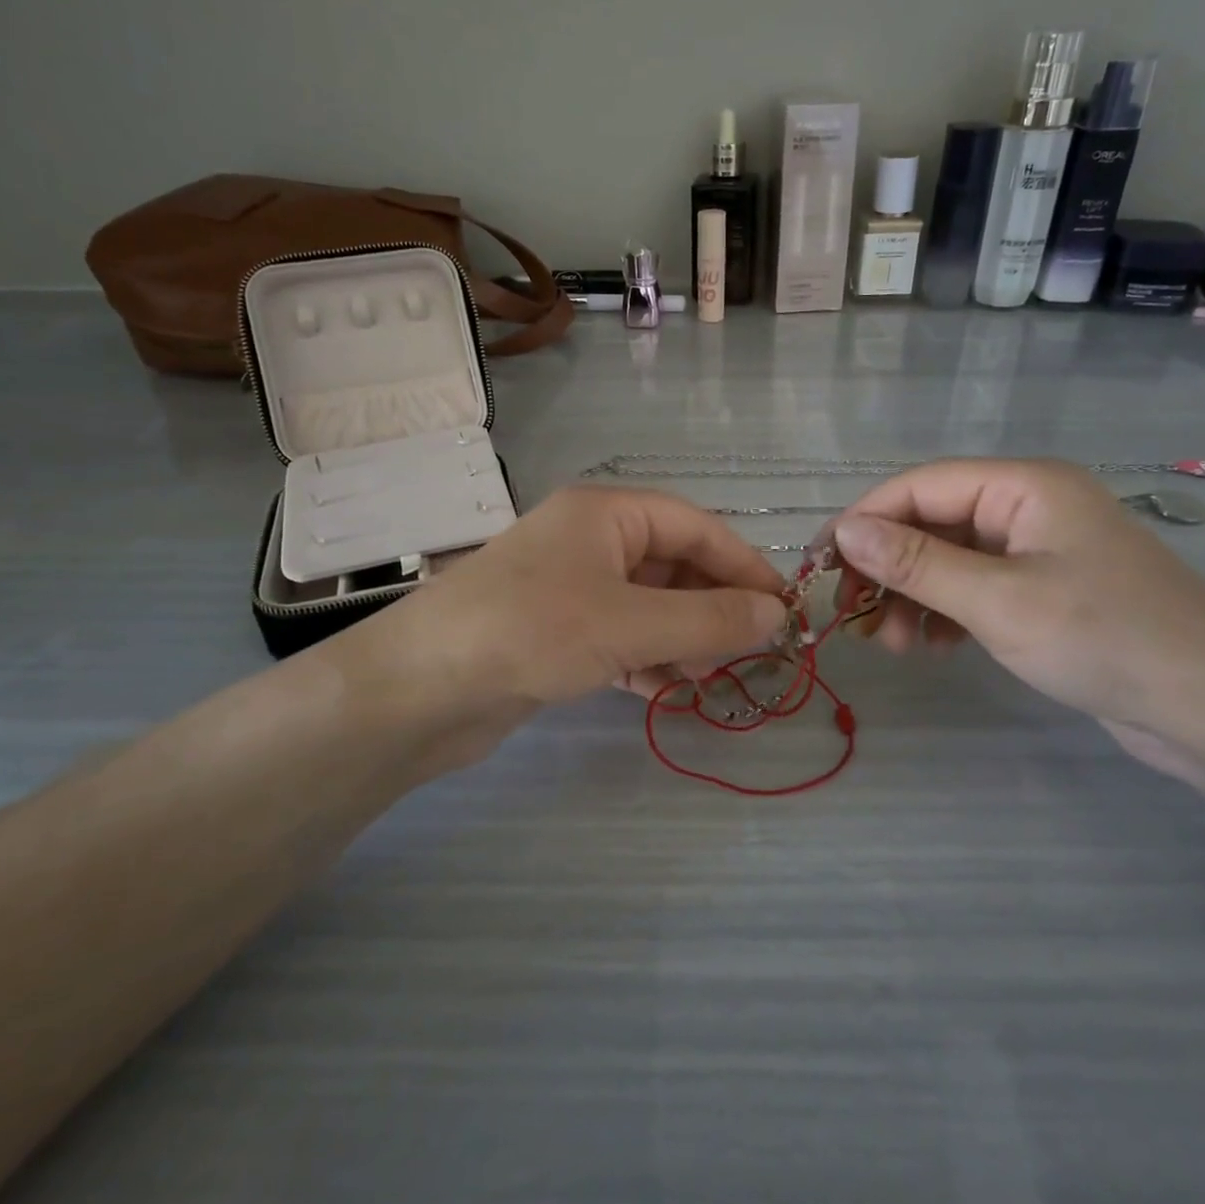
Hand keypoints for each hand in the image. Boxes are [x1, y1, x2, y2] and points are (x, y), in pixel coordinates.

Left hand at [336, 487, 788, 775]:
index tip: (784, 609)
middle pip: (674, 566)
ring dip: (683, 637)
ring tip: (709, 676)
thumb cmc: (532, 631)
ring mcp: (570, 588)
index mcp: (607, 513)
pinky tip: (666, 690)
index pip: (696, 528)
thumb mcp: (630, 622)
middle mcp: (590, 541)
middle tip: (748, 653)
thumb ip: (709, 619)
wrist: (420, 689)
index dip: (744, 565)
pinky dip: (647, 659)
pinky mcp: (555, 633)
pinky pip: (620, 638)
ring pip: (649, 605)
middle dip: (712, 607)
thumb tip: (776, 615)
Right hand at [829, 460, 1204, 760]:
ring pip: (947, 559)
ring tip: (893, 645)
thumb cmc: (1103, 638)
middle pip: (930, 522)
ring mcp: (1036, 550)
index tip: (820, 564)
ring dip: (911, 596)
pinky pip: (973, 588)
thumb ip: (915, 563)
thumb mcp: (996, 600)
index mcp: (1022, 486)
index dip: (864, 520)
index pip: (919, 487)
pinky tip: (932, 647)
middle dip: (888, 568)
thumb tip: (843, 532)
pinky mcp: (1043, 590)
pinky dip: (944, 613)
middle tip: (853, 616)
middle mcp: (1026, 507)